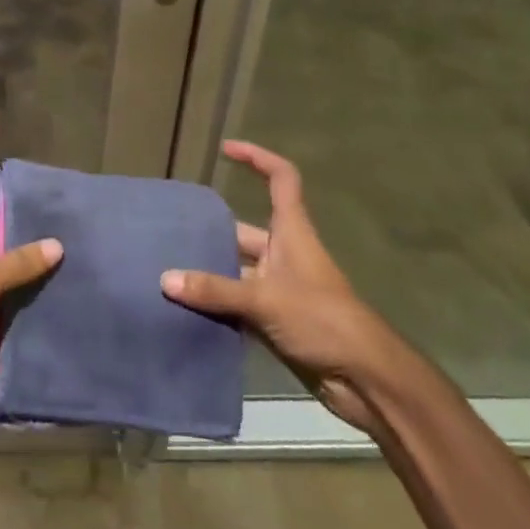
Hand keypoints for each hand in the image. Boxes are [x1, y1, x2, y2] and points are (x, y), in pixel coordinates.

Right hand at [161, 141, 389, 430]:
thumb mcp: (265, 299)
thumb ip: (215, 290)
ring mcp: (281, 288)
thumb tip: (165, 279)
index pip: (280, 178)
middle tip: (171, 232)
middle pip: (244, 230)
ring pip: (238, 270)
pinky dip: (216, 305)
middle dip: (212, 232)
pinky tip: (185, 310)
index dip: (256, 158)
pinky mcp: (277, 320)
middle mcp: (285, 252)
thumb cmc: (322, 319)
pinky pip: (238, 304)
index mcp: (292, 231)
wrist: (364, 379)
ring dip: (210, 273)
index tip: (225, 149)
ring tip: (168, 272)